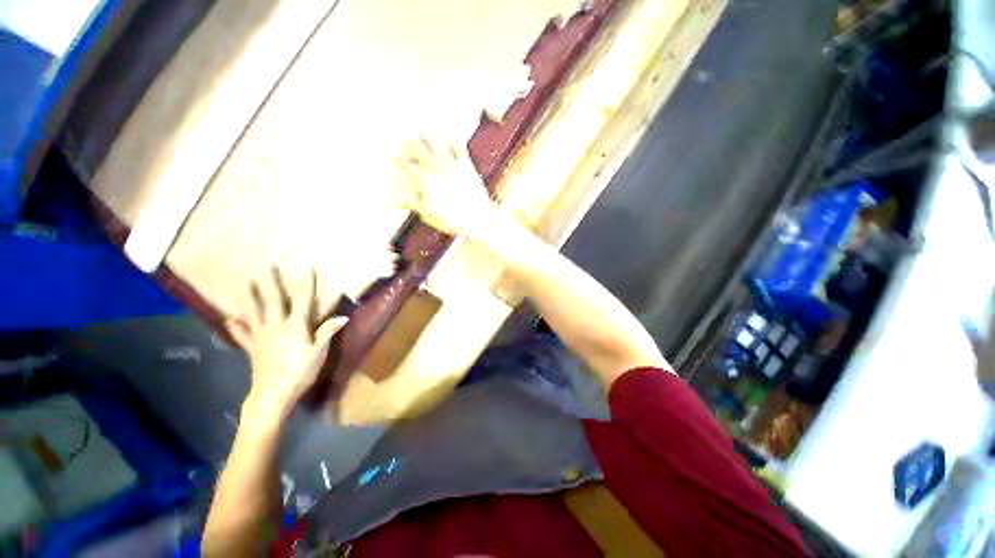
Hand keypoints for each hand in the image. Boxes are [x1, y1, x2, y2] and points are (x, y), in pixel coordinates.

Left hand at [226, 268, 347, 415]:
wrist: (273, 394)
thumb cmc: (300, 371)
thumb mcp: (319, 352)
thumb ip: (328, 332)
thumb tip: (343, 317)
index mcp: (295, 326)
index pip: (302, 300)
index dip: (305, 283)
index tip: (306, 266)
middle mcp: (275, 326)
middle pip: (272, 300)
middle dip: (270, 281)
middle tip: (265, 265)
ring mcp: (260, 336)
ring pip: (253, 312)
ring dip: (250, 296)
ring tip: (246, 281)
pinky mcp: (252, 348)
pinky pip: (242, 334)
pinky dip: (236, 326)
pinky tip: (229, 319)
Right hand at [394, 138, 498, 238]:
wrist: (477, 219)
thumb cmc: (451, 220)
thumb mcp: (427, 214)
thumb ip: (410, 202)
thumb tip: (390, 201)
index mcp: (423, 180)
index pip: (404, 163)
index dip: (398, 159)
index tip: (396, 158)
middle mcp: (435, 168)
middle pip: (415, 146)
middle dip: (408, 144)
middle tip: (405, 144)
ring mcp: (451, 164)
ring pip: (433, 141)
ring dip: (425, 137)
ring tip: (422, 135)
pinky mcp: (466, 164)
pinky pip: (457, 145)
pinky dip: (450, 140)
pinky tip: (446, 138)